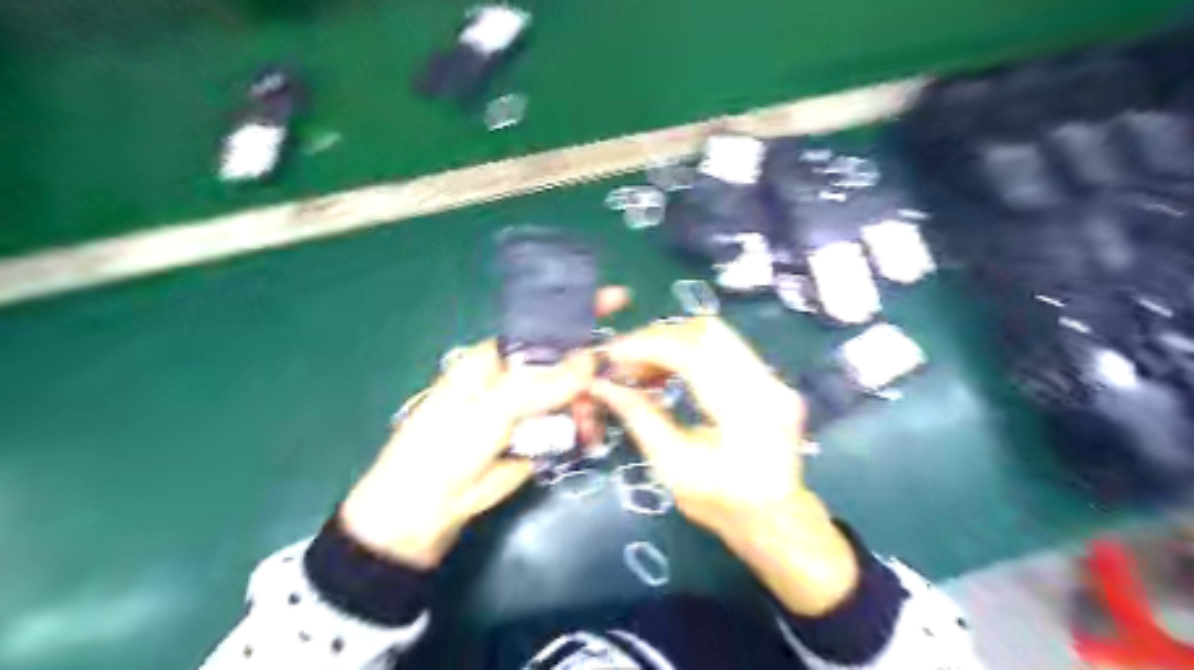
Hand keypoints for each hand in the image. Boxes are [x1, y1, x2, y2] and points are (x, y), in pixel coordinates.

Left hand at [339, 284, 626, 566]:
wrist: (426, 510)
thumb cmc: (445, 446)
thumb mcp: (490, 410)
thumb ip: (539, 385)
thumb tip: (589, 359)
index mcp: (498, 357)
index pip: (544, 326)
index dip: (578, 312)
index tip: (619, 300)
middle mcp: (518, 378)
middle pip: (567, 361)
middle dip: (591, 370)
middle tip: (614, 382)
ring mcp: (530, 409)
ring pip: (574, 394)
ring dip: (588, 404)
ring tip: (589, 426)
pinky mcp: (539, 438)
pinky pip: (570, 424)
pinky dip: (583, 428)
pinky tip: (589, 437)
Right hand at [589, 316, 857, 614]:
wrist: (775, 517)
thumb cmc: (722, 503)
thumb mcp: (672, 467)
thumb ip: (639, 418)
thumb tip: (602, 384)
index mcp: (747, 413)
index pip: (695, 354)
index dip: (648, 347)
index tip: (612, 354)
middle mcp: (768, 384)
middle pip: (707, 332)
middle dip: (658, 338)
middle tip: (625, 359)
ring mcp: (773, 377)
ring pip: (714, 334)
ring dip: (671, 342)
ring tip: (641, 367)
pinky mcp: (768, 376)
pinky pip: (722, 347)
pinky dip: (687, 351)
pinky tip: (666, 371)